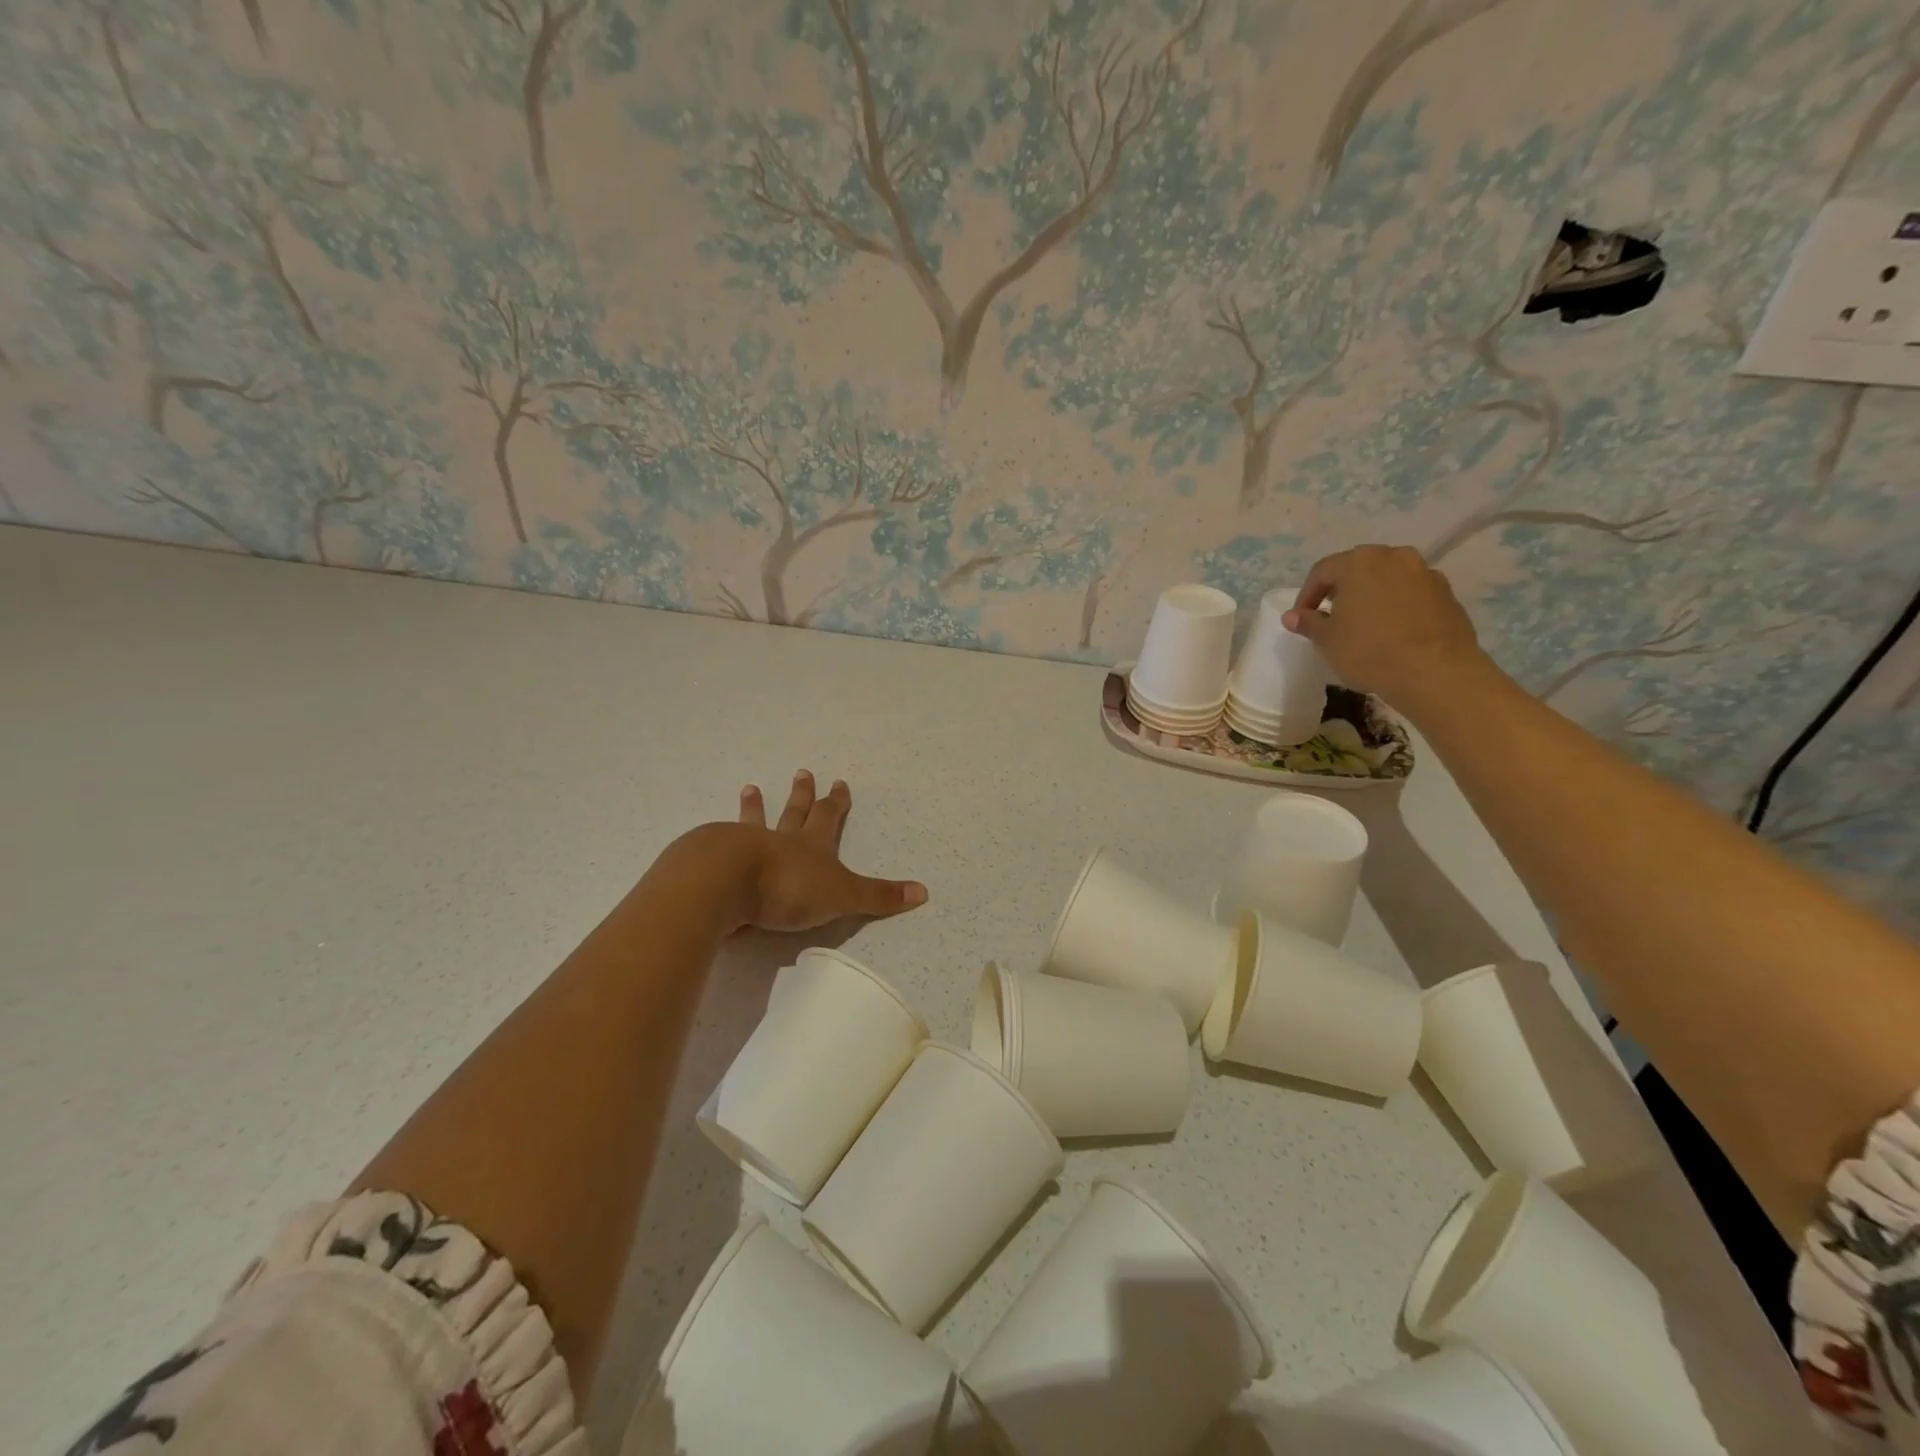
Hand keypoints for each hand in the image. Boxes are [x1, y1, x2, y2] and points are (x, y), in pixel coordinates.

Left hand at [730, 771, 927, 931]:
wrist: (728, 882)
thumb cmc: (790, 888)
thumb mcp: (842, 896)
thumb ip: (878, 896)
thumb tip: (924, 892)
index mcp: (812, 846)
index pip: (829, 818)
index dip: (837, 802)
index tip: (839, 782)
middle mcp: (781, 840)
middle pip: (795, 813)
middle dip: (802, 795)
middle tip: (802, 772)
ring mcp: (746, 847)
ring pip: (754, 822)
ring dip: (755, 807)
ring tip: (750, 789)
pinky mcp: (716, 860)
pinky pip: (720, 843)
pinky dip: (718, 837)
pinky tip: (711, 835)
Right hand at [1282, 545, 1492, 709]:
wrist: (1434, 671)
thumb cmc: (1368, 650)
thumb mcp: (1326, 640)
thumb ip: (1308, 623)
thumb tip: (1293, 616)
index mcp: (1359, 562)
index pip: (1322, 571)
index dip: (1307, 595)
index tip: (1301, 619)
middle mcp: (1394, 557)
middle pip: (1358, 569)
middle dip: (1341, 591)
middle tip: (1331, 617)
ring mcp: (1425, 574)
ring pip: (1388, 580)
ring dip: (1372, 596)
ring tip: (1364, 625)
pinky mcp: (1447, 595)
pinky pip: (1412, 595)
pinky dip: (1398, 607)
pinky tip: (1393, 633)